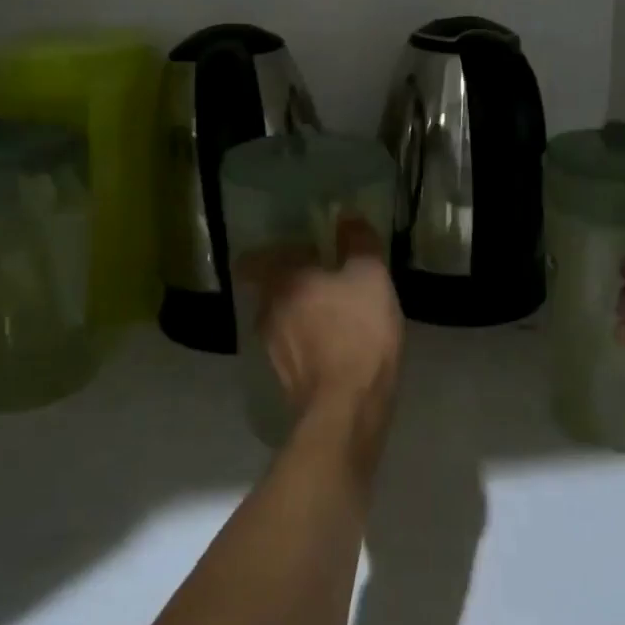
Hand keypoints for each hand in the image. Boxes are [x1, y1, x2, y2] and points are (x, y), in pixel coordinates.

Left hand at [242, 217, 402, 454]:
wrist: (346, 408)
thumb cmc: (358, 330)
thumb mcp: (371, 276)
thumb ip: (358, 242)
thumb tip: (347, 216)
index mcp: (280, 280)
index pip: (254, 260)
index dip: (273, 255)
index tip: (300, 254)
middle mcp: (265, 310)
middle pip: (270, 289)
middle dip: (294, 285)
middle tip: (326, 282)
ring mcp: (270, 348)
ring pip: (280, 320)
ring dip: (301, 316)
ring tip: (334, 317)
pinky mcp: (282, 379)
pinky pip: (291, 349)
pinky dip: (307, 344)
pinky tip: (334, 349)